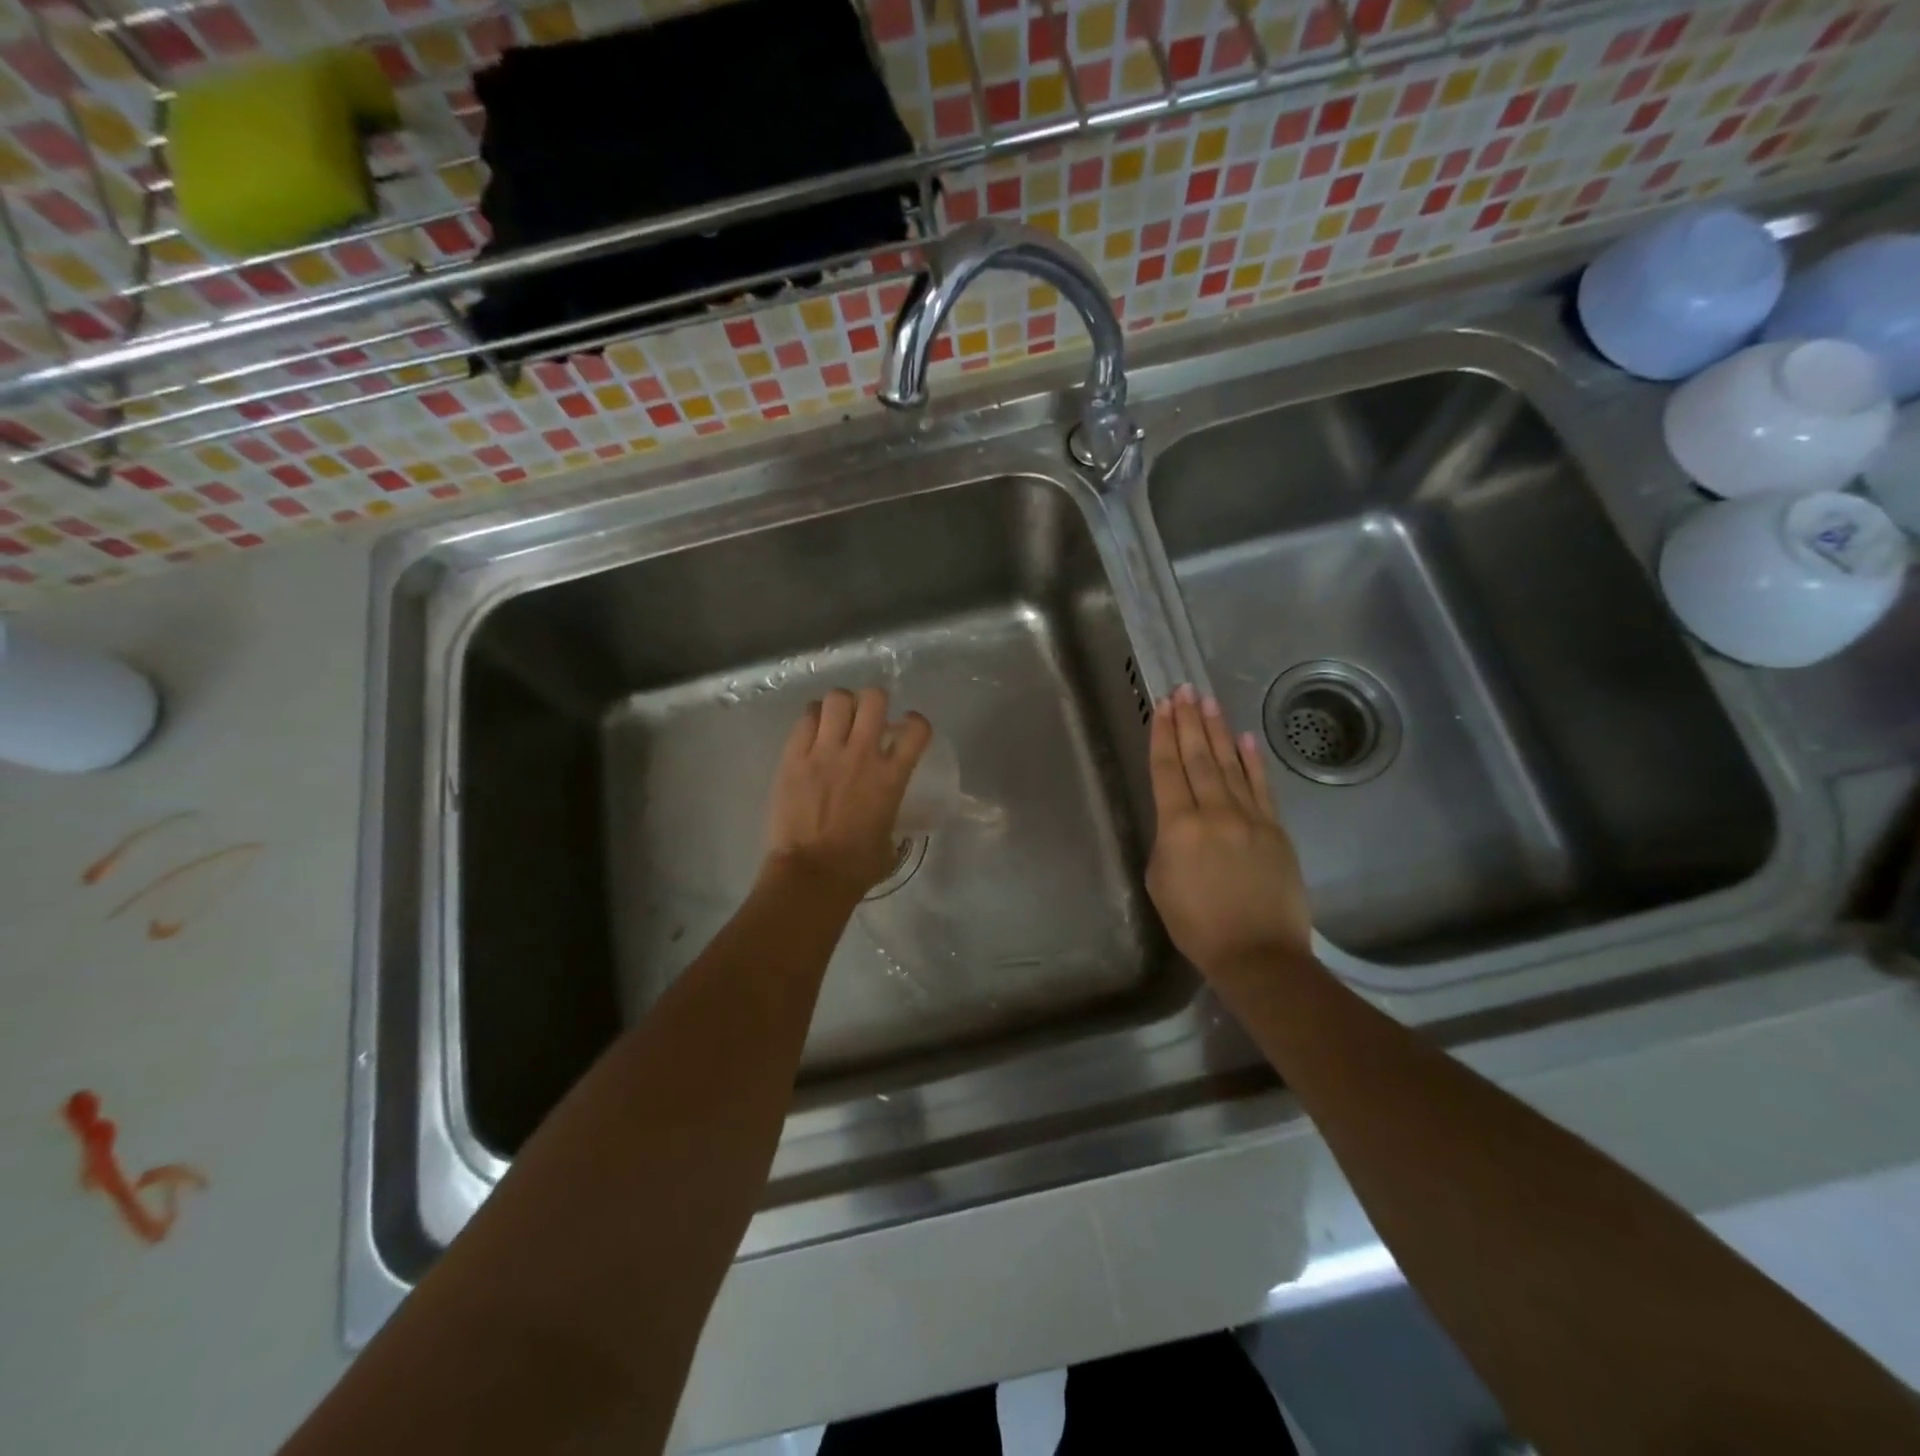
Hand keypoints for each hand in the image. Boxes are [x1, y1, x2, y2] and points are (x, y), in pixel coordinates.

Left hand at [764, 687, 932, 897]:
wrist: (811, 874)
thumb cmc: (856, 866)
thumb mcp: (890, 839)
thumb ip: (891, 813)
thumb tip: (887, 812)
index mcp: (891, 777)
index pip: (916, 729)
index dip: (915, 723)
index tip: (906, 729)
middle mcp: (862, 754)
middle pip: (874, 698)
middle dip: (874, 701)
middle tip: (867, 717)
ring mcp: (825, 752)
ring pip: (837, 699)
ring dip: (842, 705)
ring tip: (837, 720)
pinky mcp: (794, 757)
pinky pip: (806, 718)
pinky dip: (813, 718)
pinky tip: (813, 732)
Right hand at [1146, 685, 1313, 975]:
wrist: (1258, 954)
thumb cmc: (1196, 925)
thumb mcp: (1160, 882)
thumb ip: (1166, 841)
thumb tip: (1179, 821)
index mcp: (1178, 827)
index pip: (1167, 770)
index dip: (1163, 736)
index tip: (1161, 707)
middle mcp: (1214, 812)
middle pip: (1198, 758)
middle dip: (1188, 722)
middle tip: (1182, 690)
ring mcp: (1249, 817)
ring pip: (1229, 764)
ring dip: (1217, 730)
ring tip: (1207, 701)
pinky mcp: (1275, 829)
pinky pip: (1261, 786)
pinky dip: (1252, 760)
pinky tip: (1244, 738)